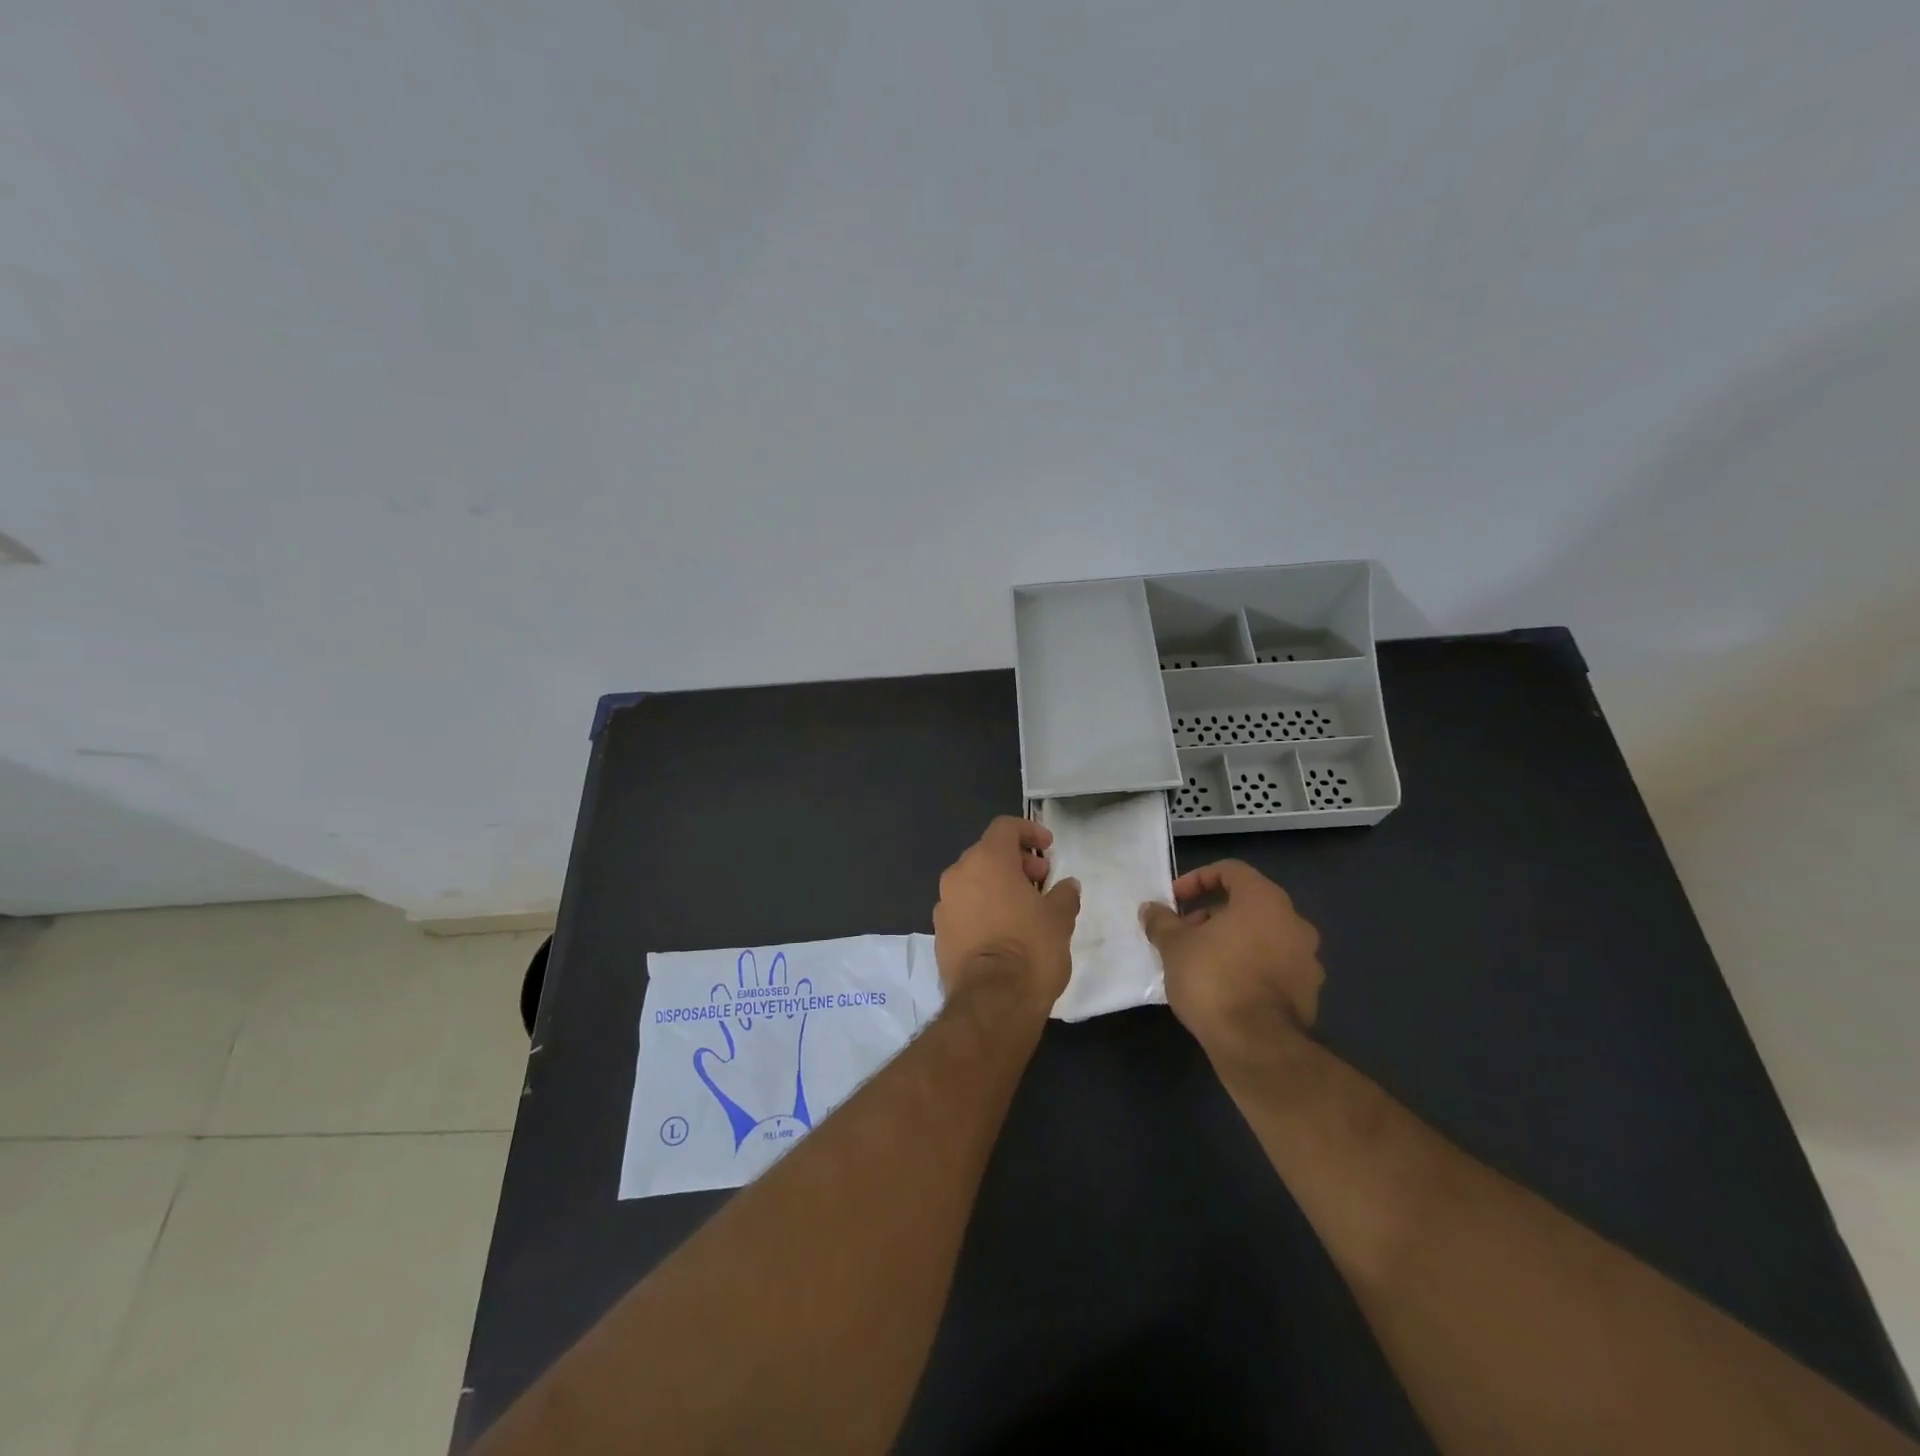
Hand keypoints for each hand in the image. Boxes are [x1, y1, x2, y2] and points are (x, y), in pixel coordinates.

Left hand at [934, 816, 1080, 1012]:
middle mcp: (958, 875)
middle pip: (987, 853)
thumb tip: (1067, 885)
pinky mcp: (939, 934)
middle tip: (1041, 881)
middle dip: (1016, 861)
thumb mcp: (1060, 919)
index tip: (1048, 848)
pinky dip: (982, 909)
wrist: (992, 1003)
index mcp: (987, 860)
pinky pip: (963, 908)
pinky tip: (1003, 932)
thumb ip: (1064, 895)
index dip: (1029, 831)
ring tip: (1024, 908)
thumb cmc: (1031, 949)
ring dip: (997, 886)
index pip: (1005, 827)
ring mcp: (944, 905)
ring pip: (972, 881)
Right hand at [1140, 860, 1322, 1064]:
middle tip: (1185, 933)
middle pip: (1248, 905)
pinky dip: (1249, 968)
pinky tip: (1224, 988)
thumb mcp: (1174, 946)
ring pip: (1262, 937)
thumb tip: (1150, 909)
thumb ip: (1162, 922)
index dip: (1197, 879)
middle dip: (1213, 914)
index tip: (1175, 900)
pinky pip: (1273, 967)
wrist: (1255, 1045)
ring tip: (1200, 962)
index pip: (1231, 871)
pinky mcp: (1309, 993)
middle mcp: (1294, 922)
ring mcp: (1307, 960)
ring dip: (1232, 941)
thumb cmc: (1213, 979)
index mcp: (1265, 900)